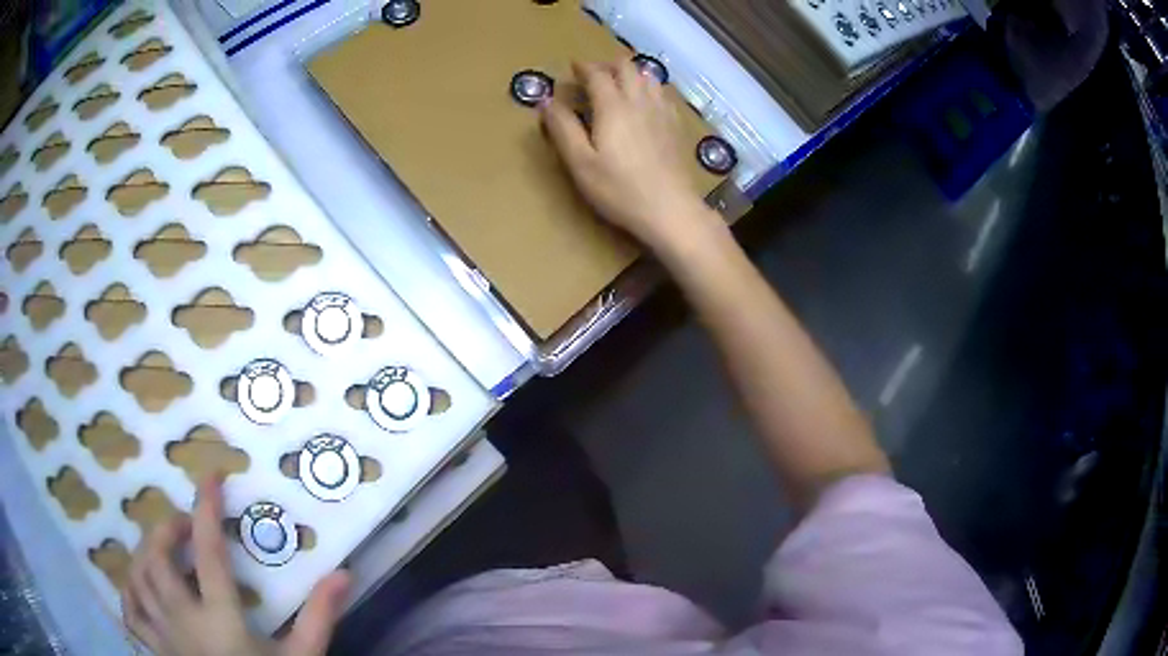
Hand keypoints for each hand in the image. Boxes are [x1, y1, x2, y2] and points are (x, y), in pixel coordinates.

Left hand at [122, 478, 350, 655]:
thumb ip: (318, 617)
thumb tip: (342, 573)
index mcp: (222, 620)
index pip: (209, 553)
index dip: (207, 508)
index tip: (210, 476)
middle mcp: (184, 621)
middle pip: (157, 558)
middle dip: (167, 528)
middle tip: (186, 524)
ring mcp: (165, 636)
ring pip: (137, 579)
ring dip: (145, 553)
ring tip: (162, 549)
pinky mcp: (157, 651)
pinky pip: (131, 614)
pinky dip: (130, 592)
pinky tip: (141, 586)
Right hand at [541, 60, 720, 252]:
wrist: (670, 209)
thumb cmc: (619, 189)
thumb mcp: (580, 163)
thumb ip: (562, 128)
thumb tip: (546, 101)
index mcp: (613, 106)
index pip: (597, 73)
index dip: (583, 67)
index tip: (573, 68)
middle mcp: (639, 100)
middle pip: (626, 67)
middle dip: (607, 65)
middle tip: (593, 75)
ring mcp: (662, 111)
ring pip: (648, 76)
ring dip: (631, 72)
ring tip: (619, 84)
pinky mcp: (676, 125)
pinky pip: (663, 93)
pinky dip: (649, 87)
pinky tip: (646, 102)